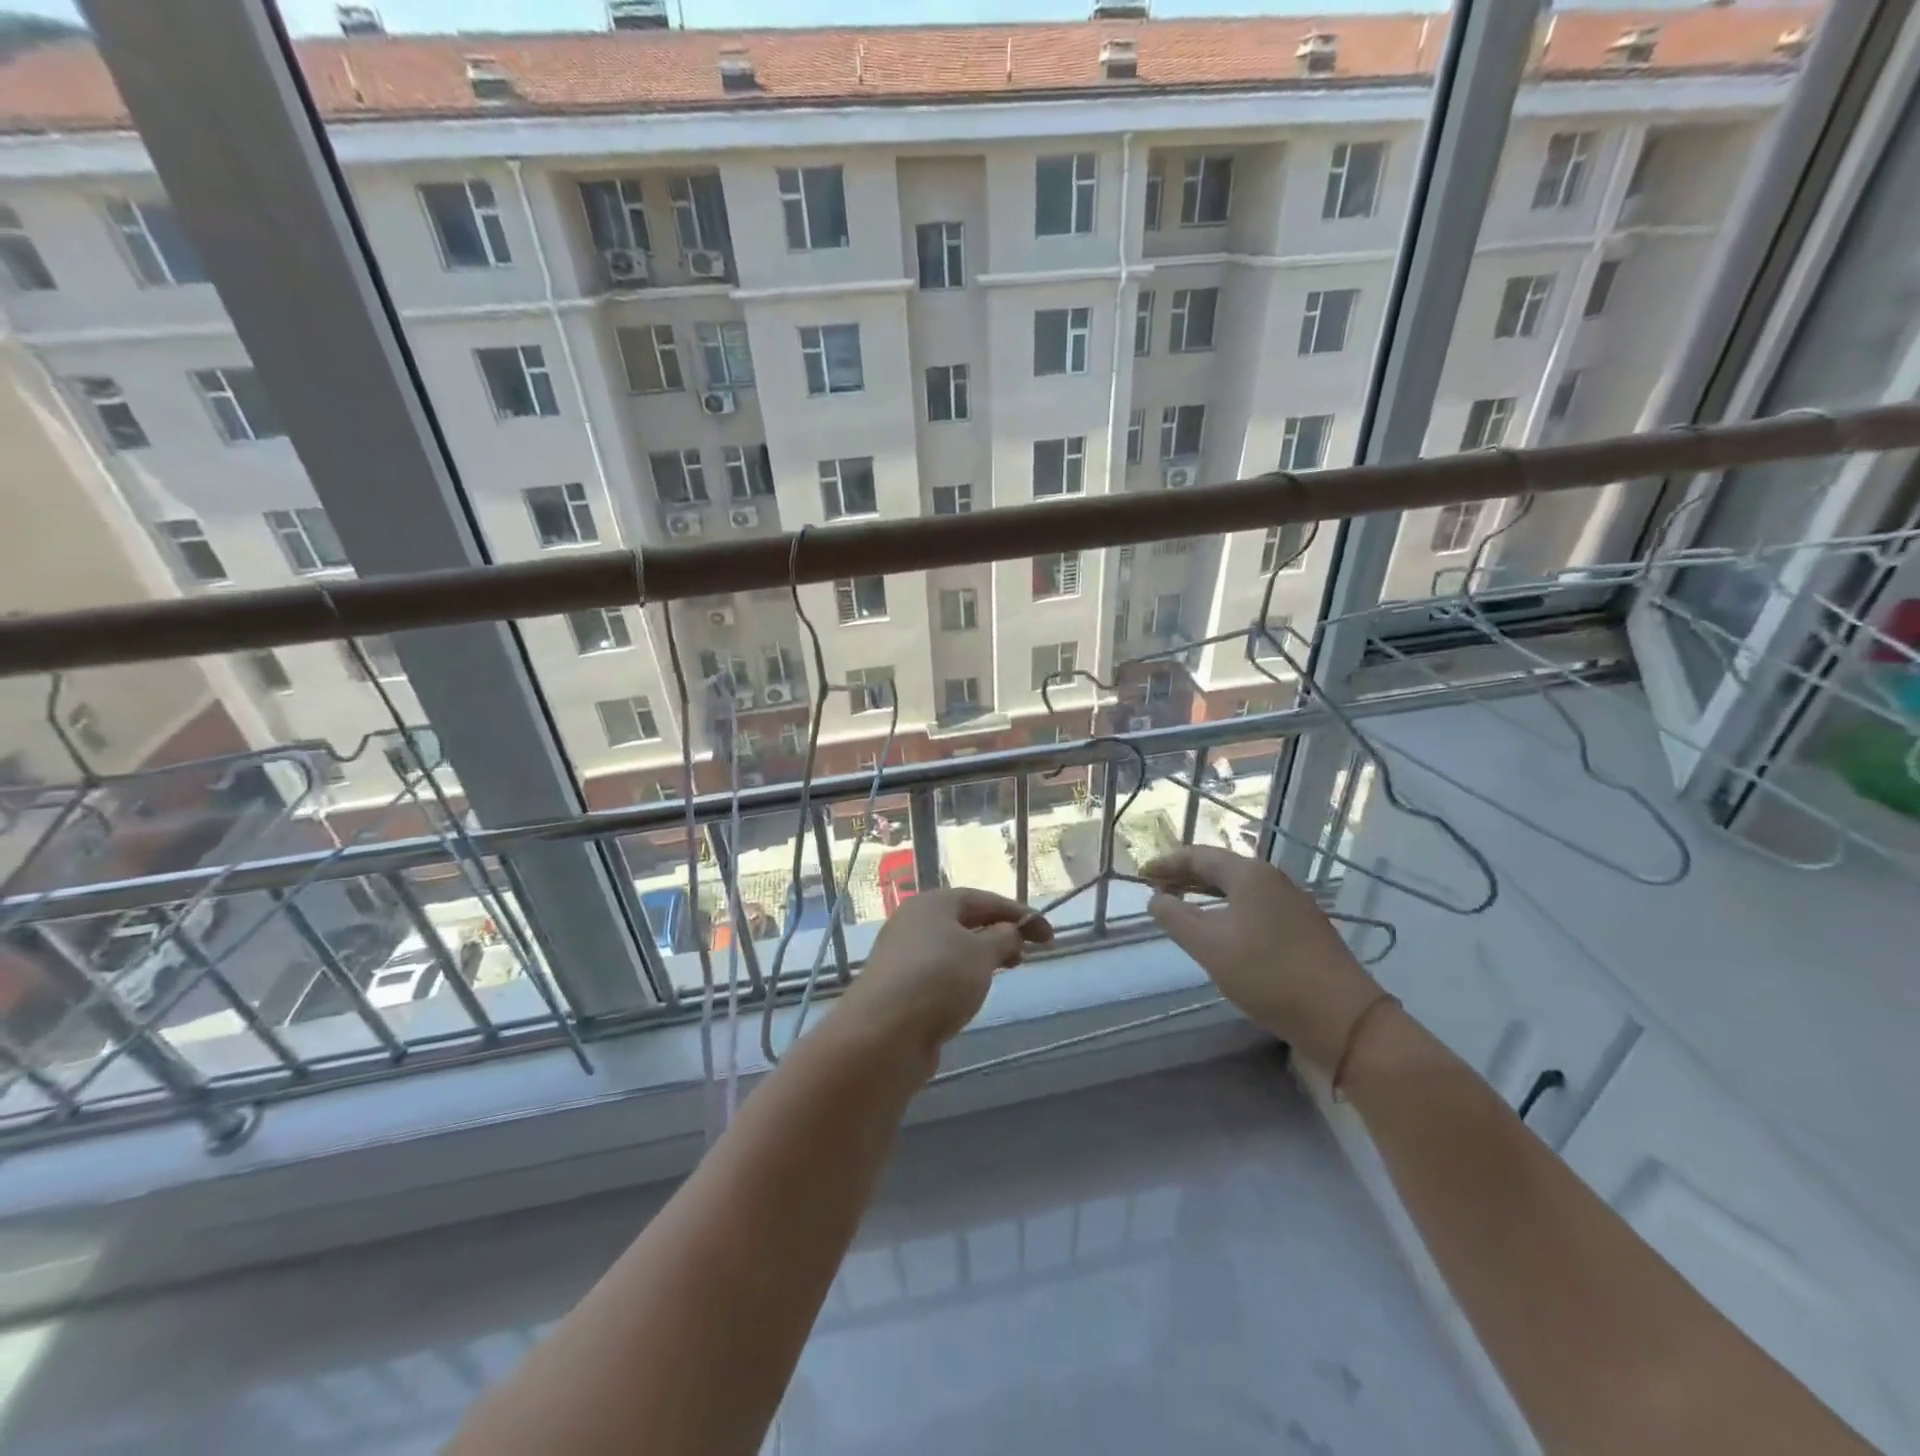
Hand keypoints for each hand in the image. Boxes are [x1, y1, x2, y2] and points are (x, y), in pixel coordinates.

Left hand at [837, 889, 1052, 1062]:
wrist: (884, 1033)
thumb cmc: (939, 980)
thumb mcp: (982, 954)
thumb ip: (1004, 938)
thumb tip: (1010, 933)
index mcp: (932, 904)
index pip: (983, 899)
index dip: (1018, 913)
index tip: (1047, 935)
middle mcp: (913, 923)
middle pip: (964, 921)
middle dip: (999, 934)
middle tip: (1025, 955)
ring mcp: (903, 956)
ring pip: (951, 949)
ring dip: (980, 957)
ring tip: (1002, 974)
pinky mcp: (899, 989)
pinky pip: (939, 974)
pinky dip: (960, 979)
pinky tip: (970, 997)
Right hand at [1142, 846, 1382, 1072]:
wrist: (1342, 1018)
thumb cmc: (1268, 975)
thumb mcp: (1210, 946)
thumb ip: (1176, 918)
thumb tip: (1156, 898)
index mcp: (1250, 874)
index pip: (1198, 856)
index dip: (1167, 863)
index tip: (1141, 875)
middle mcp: (1273, 880)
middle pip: (1221, 868)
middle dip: (1186, 876)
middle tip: (1157, 889)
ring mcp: (1293, 903)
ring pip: (1240, 888)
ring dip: (1207, 893)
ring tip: (1183, 907)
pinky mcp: (1305, 928)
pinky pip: (1255, 906)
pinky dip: (1229, 909)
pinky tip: (1222, 930)